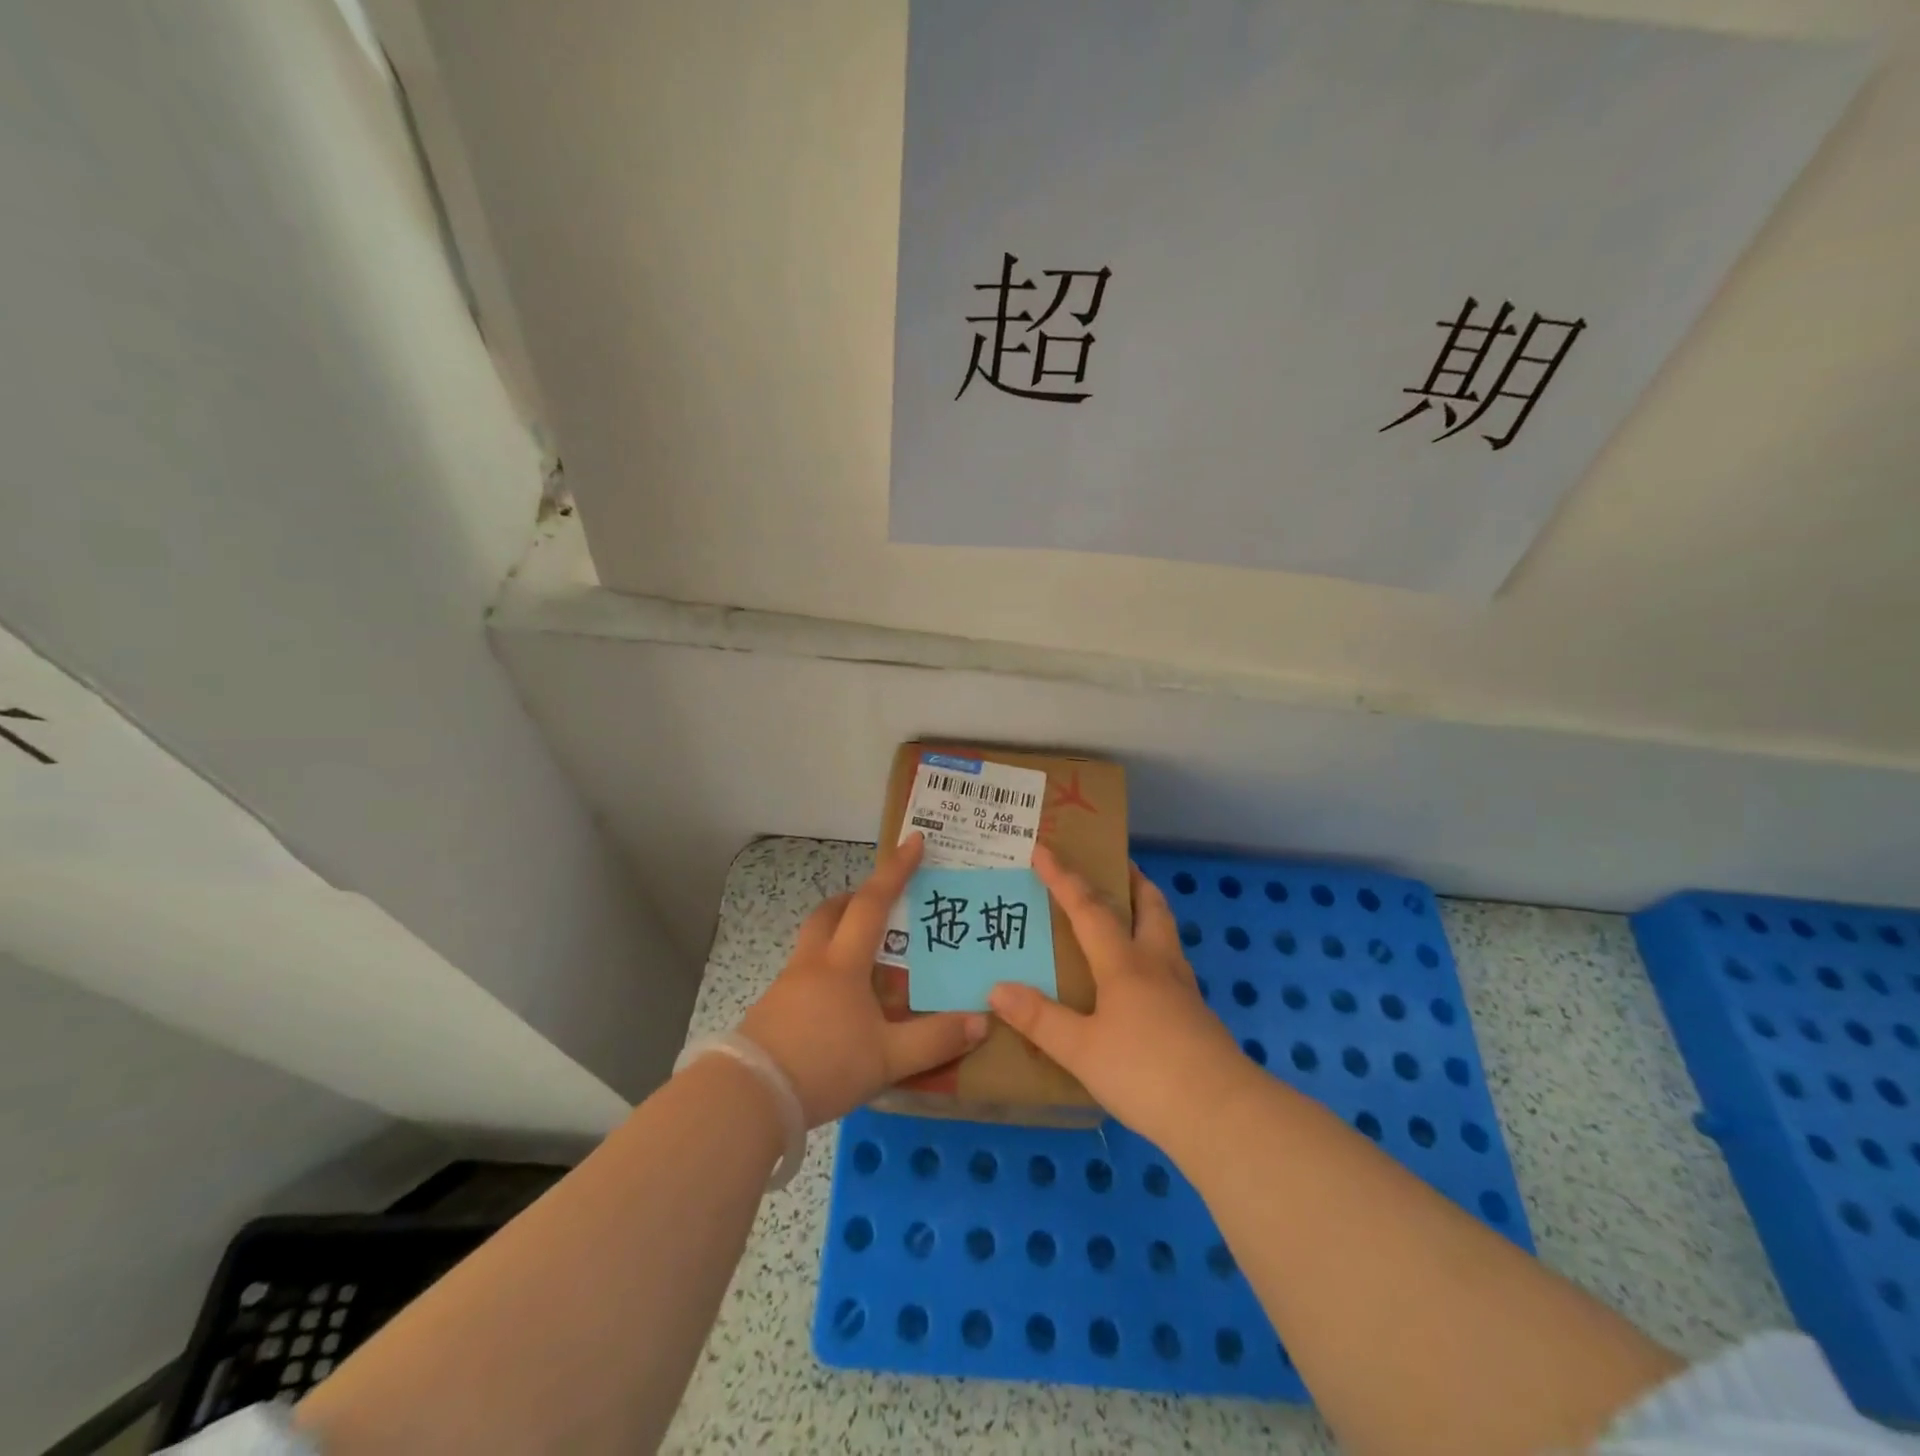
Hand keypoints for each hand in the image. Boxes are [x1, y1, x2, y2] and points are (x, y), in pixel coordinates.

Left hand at [740, 834, 988, 1126]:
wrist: (748, 1098)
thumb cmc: (824, 1065)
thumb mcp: (888, 1058)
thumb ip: (935, 1040)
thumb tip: (981, 1021)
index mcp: (843, 963)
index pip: (873, 903)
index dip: (895, 871)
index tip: (913, 841)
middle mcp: (813, 963)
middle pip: (830, 913)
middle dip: (855, 898)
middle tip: (879, 903)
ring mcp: (787, 986)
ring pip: (814, 943)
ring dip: (838, 935)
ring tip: (866, 961)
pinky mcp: (772, 1011)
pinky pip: (804, 974)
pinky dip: (826, 972)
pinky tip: (839, 1005)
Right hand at [989, 845, 1252, 1147]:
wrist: (1221, 1114)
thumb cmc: (1145, 1072)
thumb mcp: (1081, 1050)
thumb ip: (1040, 1019)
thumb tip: (997, 988)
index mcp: (1124, 963)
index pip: (1088, 908)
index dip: (1063, 877)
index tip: (1043, 848)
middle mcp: (1156, 964)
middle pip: (1149, 905)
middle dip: (1130, 879)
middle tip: (1114, 865)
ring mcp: (1182, 989)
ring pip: (1166, 932)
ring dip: (1147, 910)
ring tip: (1129, 910)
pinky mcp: (1196, 1015)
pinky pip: (1171, 964)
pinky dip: (1154, 949)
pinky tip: (1144, 976)